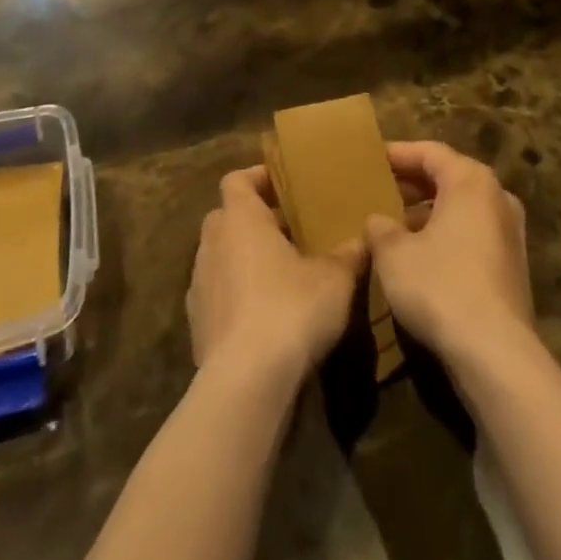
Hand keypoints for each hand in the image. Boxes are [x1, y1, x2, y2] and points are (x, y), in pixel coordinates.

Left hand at [188, 166, 365, 385]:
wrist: (246, 382)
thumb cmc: (291, 309)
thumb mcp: (335, 279)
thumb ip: (349, 255)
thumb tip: (364, 239)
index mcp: (240, 218)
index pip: (237, 180)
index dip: (258, 177)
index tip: (284, 185)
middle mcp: (212, 242)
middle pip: (227, 216)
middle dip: (255, 220)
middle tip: (289, 230)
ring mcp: (199, 283)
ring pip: (220, 255)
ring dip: (244, 259)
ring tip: (280, 274)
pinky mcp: (196, 323)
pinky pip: (217, 294)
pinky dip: (236, 295)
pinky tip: (263, 316)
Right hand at [364, 141, 534, 367]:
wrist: (496, 354)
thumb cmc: (440, 286)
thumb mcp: (393, 253)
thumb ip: (380, 228)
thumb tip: (378, 221)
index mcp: (471, 181)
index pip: (430, 152)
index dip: (398, 153)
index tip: (372, 159)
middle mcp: (497, 198)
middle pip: (449, 177)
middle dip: (413, 183)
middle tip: (380, 189)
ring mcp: (510, 234)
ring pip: (462, 208)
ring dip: (429, 212)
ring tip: (395, 224)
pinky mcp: (513, 268)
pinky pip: (473, 234)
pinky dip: (446, 235)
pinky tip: (421, 256)